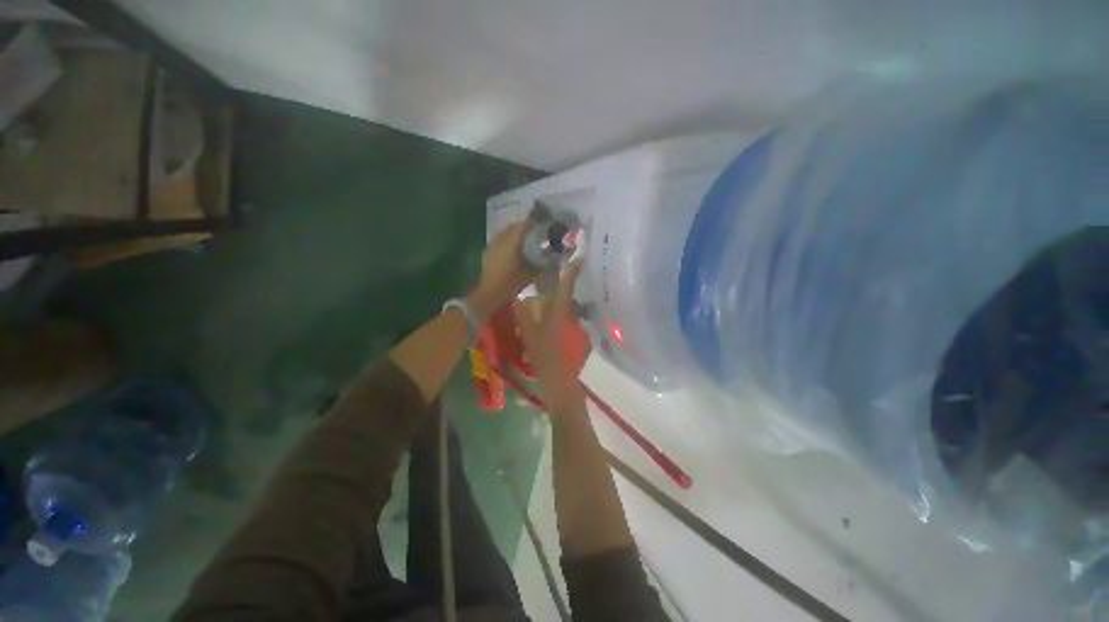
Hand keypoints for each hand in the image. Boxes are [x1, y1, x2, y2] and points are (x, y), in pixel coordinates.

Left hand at [467, 221, 537, 318]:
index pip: (524, 226)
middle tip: (535, 232)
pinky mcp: (489, 251)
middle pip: (514, 227)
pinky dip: (508, 239)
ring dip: (515, 232)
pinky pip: (500, 239)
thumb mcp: (531, 275)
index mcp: (512, 242)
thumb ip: (543, 265)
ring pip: (506, 232)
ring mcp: (493, 244)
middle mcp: (502, 239)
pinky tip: (514, 248)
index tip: (543, 225)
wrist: (490, 293)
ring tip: (525, 239)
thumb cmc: (511, 283)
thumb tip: (554, 259)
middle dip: (524, 227)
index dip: (534, 223)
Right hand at [512, 260, 589, 411]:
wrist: (560, 383)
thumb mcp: (529, 336)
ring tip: (550, 313)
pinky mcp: (582, 340)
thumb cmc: (544, 357)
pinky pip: (573, 326)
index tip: (579, 257)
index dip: (573, 271)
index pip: (567, 287)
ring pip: (572, 313)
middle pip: (570, 300)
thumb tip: (517, 298)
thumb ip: (523, 316)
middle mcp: (574, 318)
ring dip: (563, 310)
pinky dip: (566, 324)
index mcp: (561, 313)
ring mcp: (580, 330)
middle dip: (563, 294)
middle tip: (550, 291)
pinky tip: (556, 332)